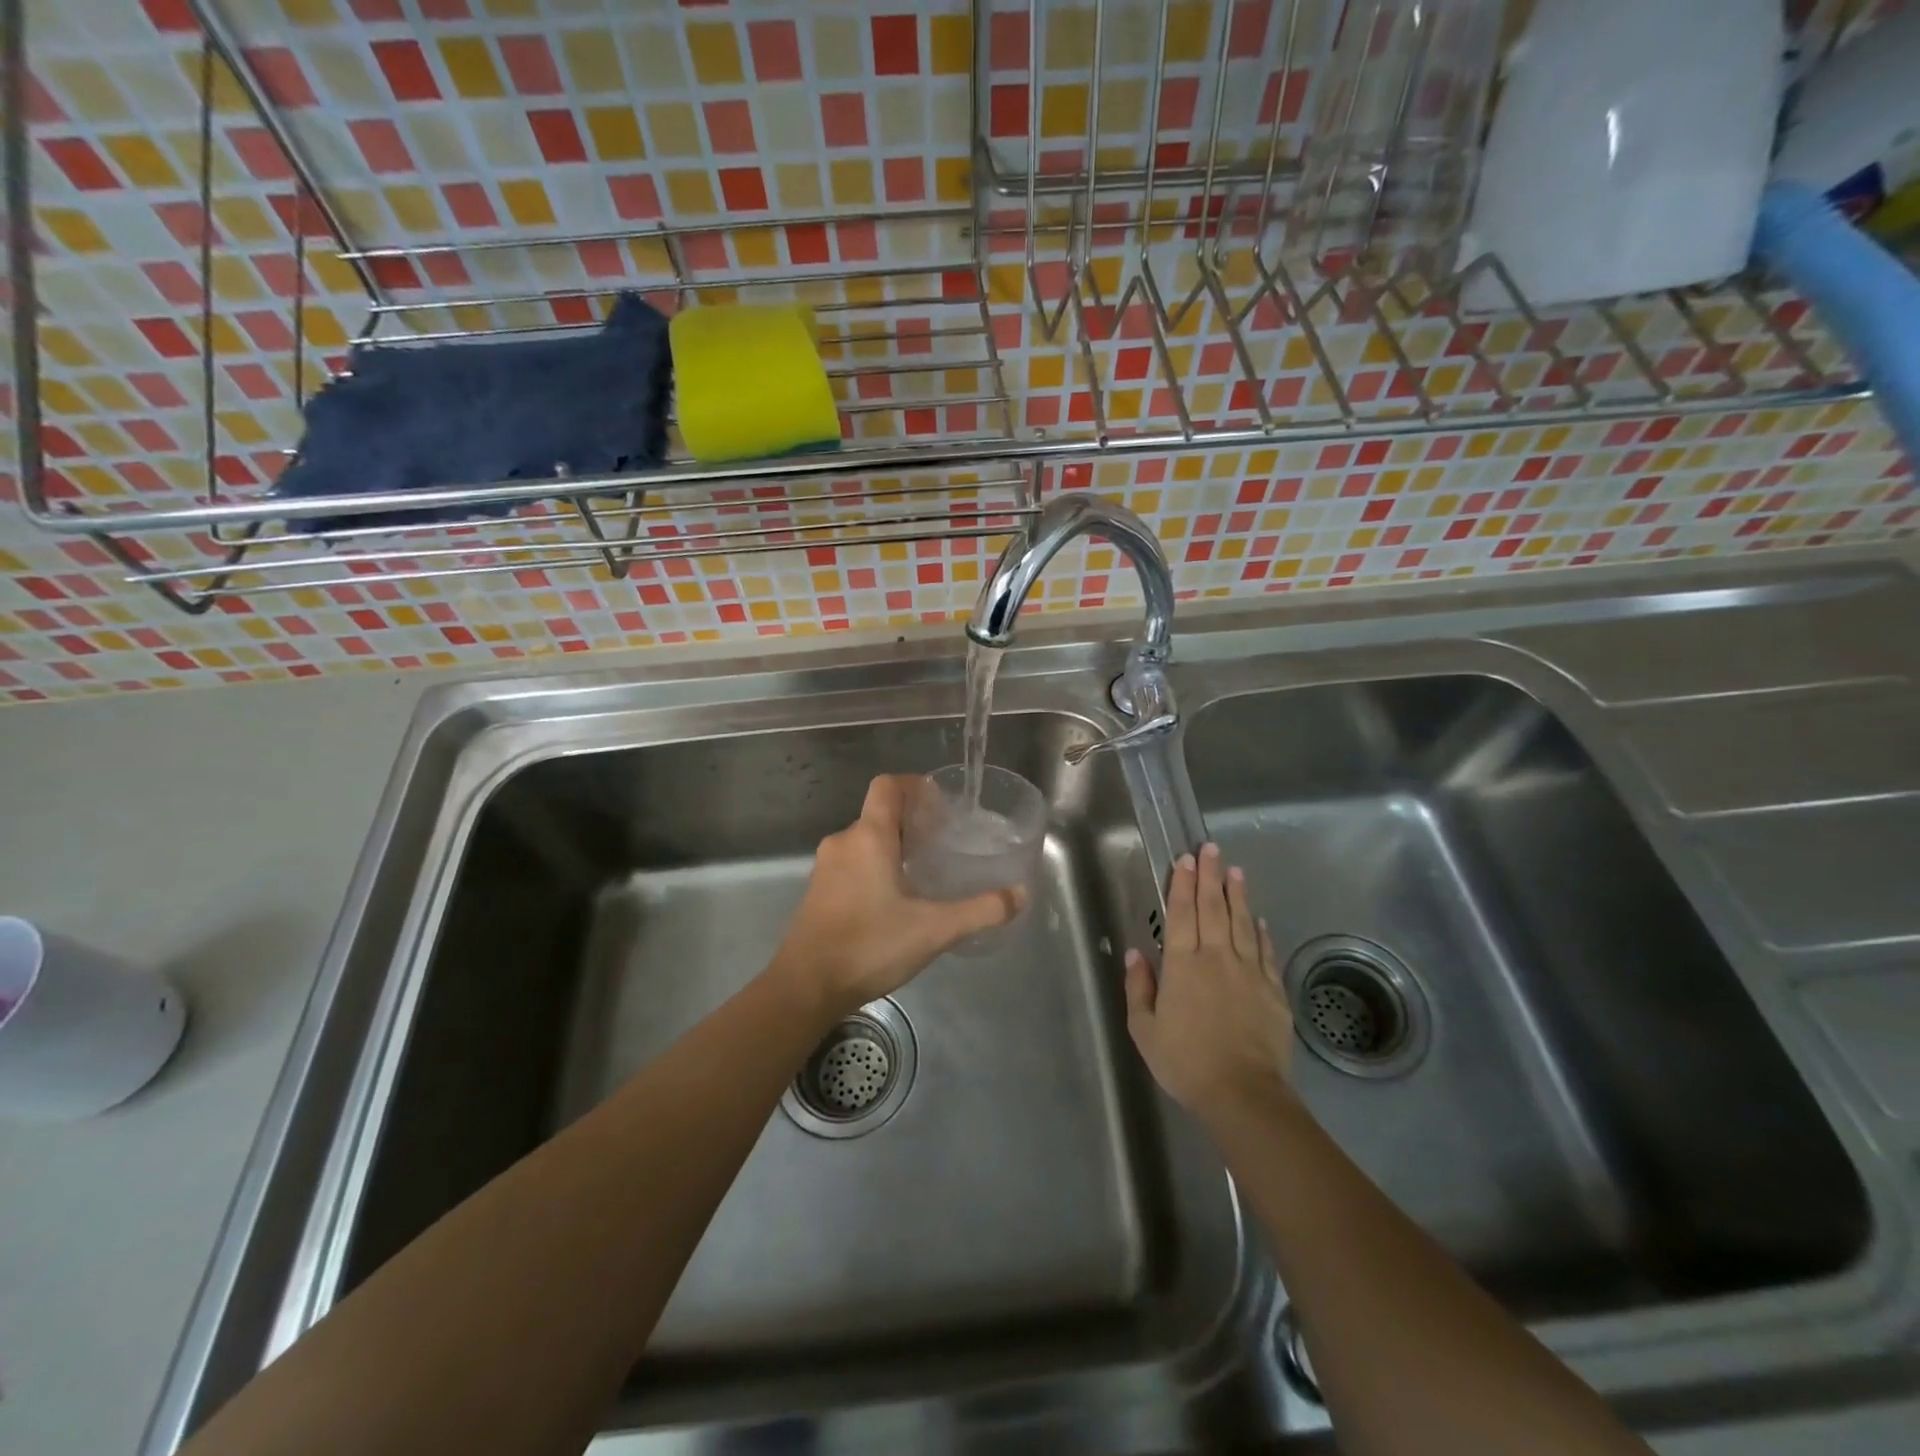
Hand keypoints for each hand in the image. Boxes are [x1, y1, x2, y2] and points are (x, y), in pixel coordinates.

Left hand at [771, 775, 1024, 1018]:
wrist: (806, 986)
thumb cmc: (869, 946)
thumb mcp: (934, 930)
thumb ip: (980, 911)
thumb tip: (1019, 894)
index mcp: (869, 837)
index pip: (888, 786)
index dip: (914, 785)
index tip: (940, 803)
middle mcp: (844, 842)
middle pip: (879, 814)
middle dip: (912, 822)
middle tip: (943, 842)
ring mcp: (826, 867)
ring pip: (865, 840)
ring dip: (894, 846)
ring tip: (924, 871)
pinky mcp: (818, 891)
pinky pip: (852, 863)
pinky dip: (875, 866)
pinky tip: (895, 899)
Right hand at [1125, 842, 1294, 1121]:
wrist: (1243, 1093)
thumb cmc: (1185, 1062)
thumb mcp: (1145, 1029)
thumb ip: (1139, 987)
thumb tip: (1135, 953)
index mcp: (1182, 965)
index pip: (1183, 914)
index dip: (1183, 884)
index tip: (1185, 859)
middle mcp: (1216, 958)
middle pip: (1213, 908)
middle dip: (1211, 876)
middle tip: (1211, 849)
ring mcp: (1249, 972)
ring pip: (1241, 923)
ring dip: (1238, 894)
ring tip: (1236, 870)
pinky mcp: (1273, 990)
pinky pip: (1265, 952)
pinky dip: (1260, 931)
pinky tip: (1258, 918)